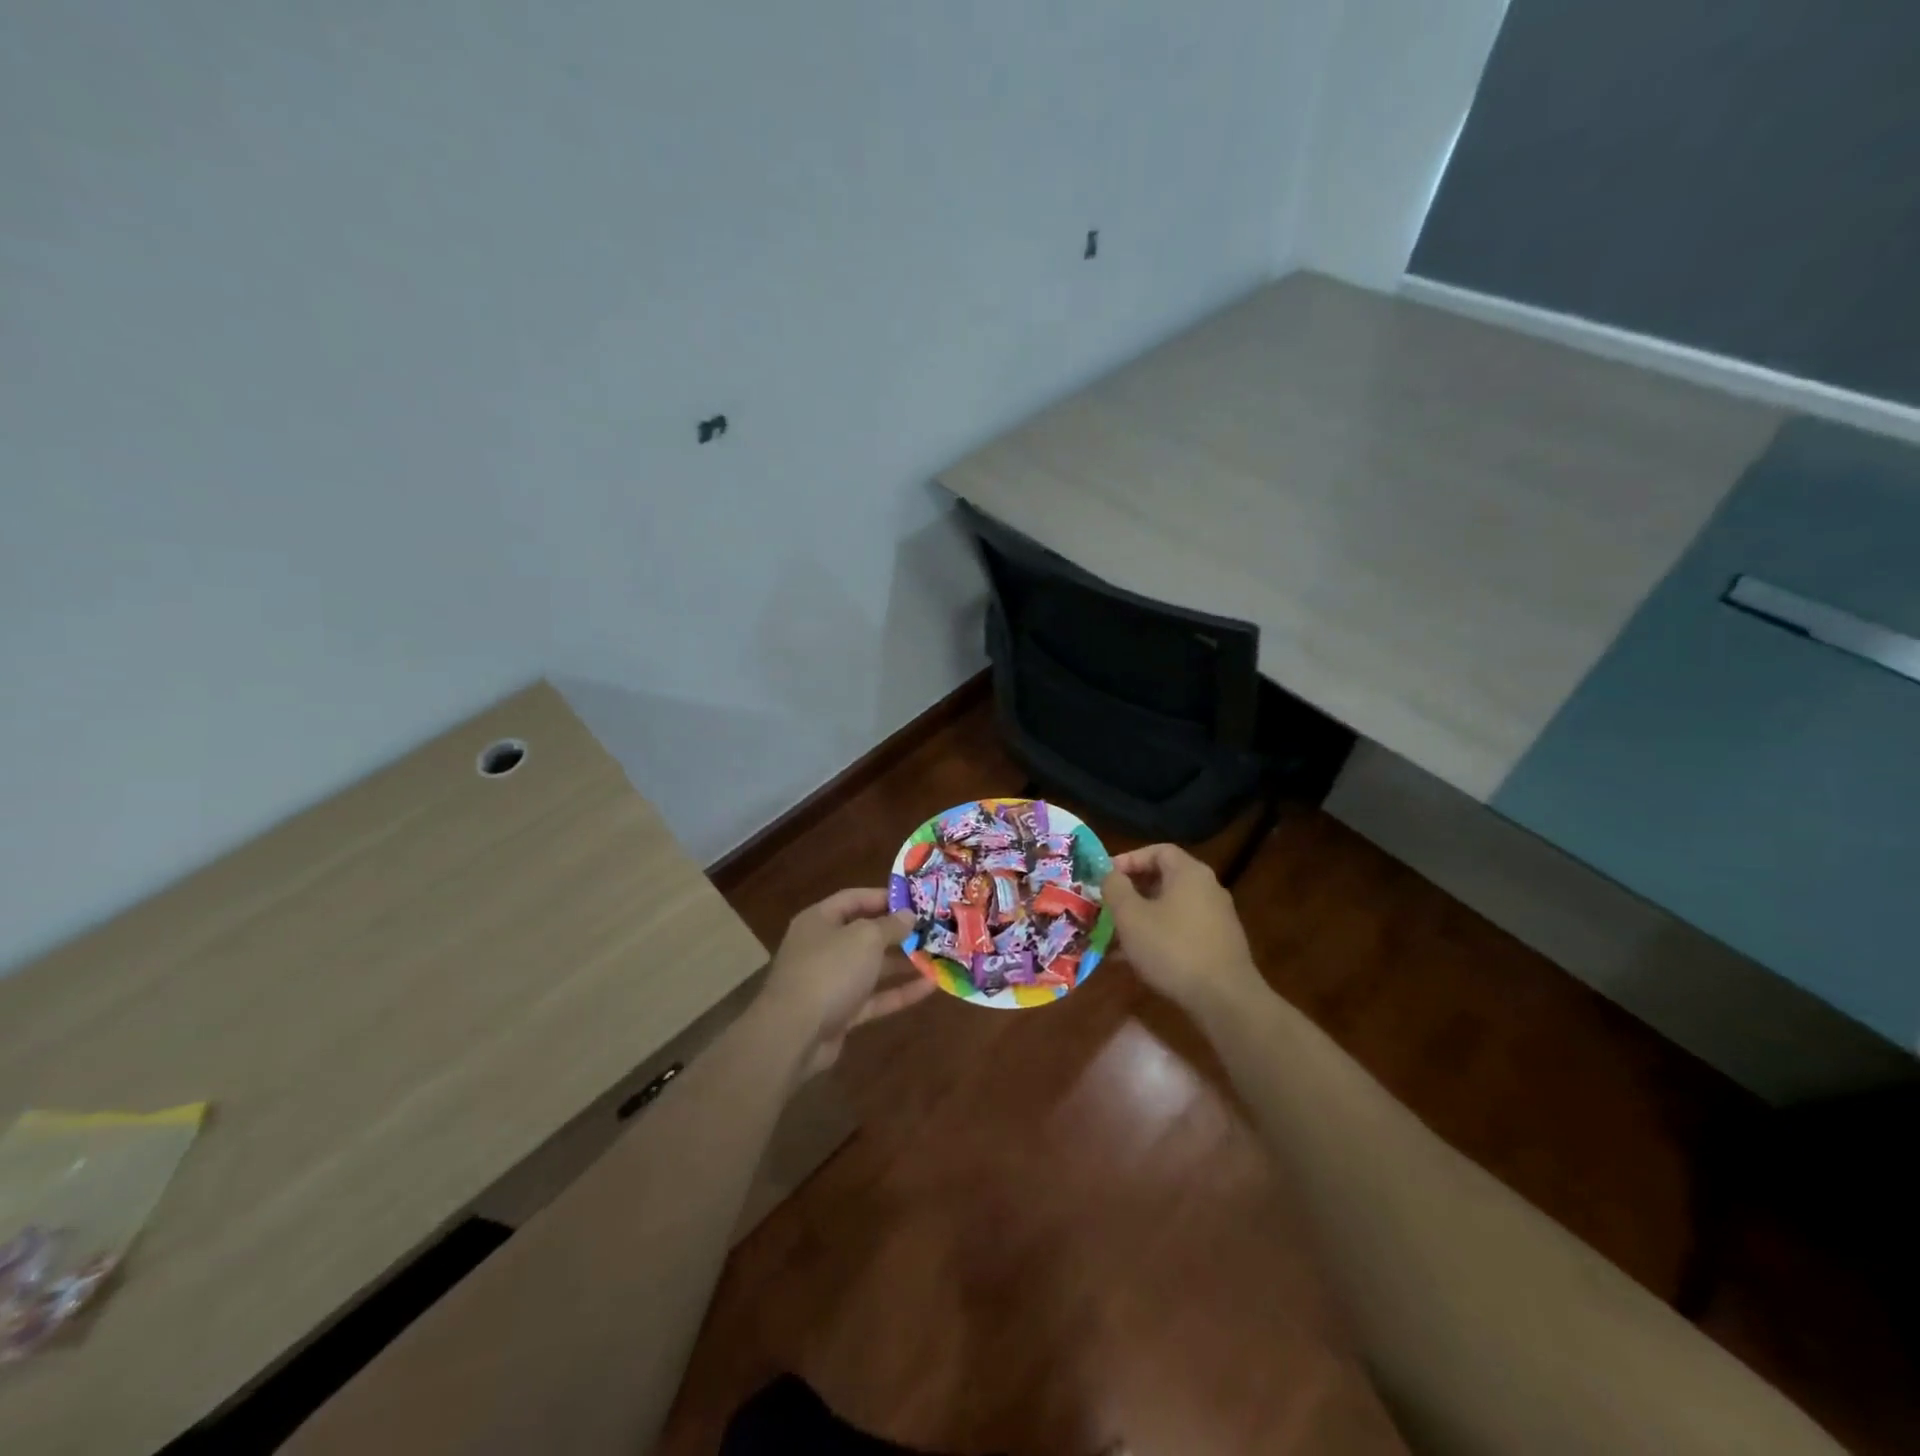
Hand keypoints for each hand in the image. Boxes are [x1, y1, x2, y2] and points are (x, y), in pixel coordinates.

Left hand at [760, 889, 931, 1077]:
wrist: (794, 1034)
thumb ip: (890, 925)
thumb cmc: (829, 970)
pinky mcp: (840, 1013)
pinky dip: (900, 992)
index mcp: (820, 920)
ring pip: (872, 968)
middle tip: (932, 929)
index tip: (916, 899)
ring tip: (938, 956)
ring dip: (903, 963)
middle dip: (898, 933)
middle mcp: (822, 947)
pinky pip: (874, 997)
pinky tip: (931, 987)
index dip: (884, 896)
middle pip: (864, 934)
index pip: (854, 898)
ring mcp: (830, 982)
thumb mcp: (865, 938)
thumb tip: (908, 915)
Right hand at [1102, 844, 1263, 1014]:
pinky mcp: (1219, 944)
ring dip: (1142, 917)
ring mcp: (1217, 918)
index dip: (1129, 859)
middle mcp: (1208, 888)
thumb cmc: (1172, 949)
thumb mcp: (1131, 916)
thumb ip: (1115, 888)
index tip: (1106, 877)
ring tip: (1115, 937)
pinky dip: (1158, 936)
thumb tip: (1111, 874)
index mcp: (1189, 873)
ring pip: (1170, 908)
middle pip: (1164, 879)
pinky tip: (1137, 960)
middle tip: (1107, 906)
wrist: (1225, 999)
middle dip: (1132, 891)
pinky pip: (1182, 930)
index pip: (1158, 850)